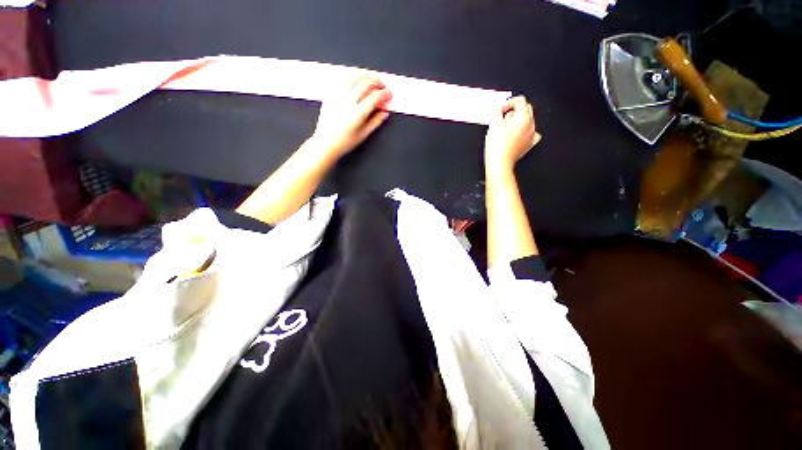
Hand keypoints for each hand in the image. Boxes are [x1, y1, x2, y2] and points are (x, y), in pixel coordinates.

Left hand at [311, 73, 392, 157]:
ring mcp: (338, 96)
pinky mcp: (330, 95)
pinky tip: (356, 79)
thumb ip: (375, 122)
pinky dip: (351, 77)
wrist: (325, 142)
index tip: (389, 94)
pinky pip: (342, 80)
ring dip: (364, 75)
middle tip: (382, 84)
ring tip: (370, 77)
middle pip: (365, 84)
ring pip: (353, 78)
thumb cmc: (344, 142)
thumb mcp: (363, 135)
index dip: (384, 94)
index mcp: (358, 113)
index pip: (374, 97)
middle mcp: (348, 102)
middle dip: (376, 81)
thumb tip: (384, 112)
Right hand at [484, 96, 540, 172]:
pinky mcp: (528, 144)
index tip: (501, 109)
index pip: (520, 101)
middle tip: (503, 117)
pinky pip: (531, 134)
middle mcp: (530, 124)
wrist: (500, 163)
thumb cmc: (498, 146)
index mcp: (523, 117)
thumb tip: (497, 108)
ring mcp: (531, 135)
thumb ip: (496, 111)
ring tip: (507, 127)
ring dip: (518, 121)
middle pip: (526, 109)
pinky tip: (517, 135)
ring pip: (528, 121)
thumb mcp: (493, 124)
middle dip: (514, 111)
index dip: (508, 103)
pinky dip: (524, 132)